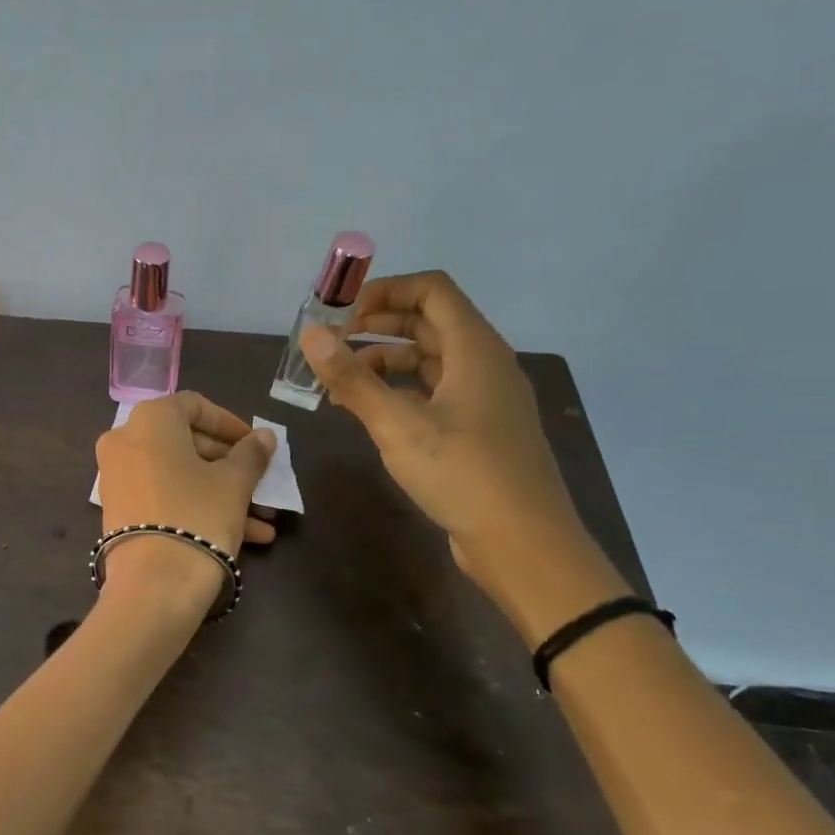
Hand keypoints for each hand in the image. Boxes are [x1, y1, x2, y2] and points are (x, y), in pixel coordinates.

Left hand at [95, 393, 276, 606]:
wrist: (153, 585)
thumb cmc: (198, 514)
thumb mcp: (234, 482)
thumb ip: (251, 454)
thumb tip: (264, 436)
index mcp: (150, 420)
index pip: (194, 406)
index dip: (229, 423)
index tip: (255, 444)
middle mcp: (125, 441)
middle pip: (184, 441)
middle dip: (227, 462)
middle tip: (258, 479)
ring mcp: (117, 478)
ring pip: (178, 475)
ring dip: (219, 491)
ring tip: (261, 517)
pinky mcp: (119, 512)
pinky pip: (164, 497)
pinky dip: (197, 507)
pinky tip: (243, 535)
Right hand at [299, 271, 627, 640]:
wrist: (524, 544)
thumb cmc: (463, 474)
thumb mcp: (398, 425)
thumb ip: (352, 378)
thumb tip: (310, 335)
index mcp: (475, 348)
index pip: (432, 290)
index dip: (385, 291)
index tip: (342, 313)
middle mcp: (485, 364)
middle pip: (429, 322)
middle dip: (378, 326)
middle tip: (331, 345)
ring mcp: (484, 398)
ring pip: (430, 360)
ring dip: (385, 361)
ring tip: (340, 383)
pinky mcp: (479, 429)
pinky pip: (435, 392)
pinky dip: (400, 391)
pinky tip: (369, 412)